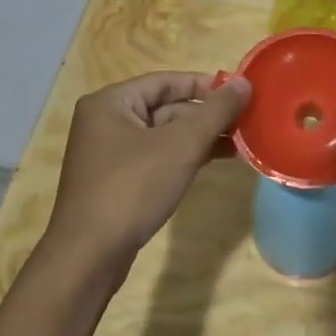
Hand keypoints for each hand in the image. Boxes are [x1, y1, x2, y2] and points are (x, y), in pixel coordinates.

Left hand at [45, 71, 251, 265]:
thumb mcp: (181, 145)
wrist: (90, 254)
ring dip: (200, 137)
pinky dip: (184, 156)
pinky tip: (214, 161)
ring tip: (240, 142)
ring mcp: (109, 153)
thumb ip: (215, 111)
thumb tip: (244, 83)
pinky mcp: (117, 180)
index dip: (205, 85)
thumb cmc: (133, 188)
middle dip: (206, 115)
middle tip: (246, 121)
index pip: (166, 81)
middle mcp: (105, 121)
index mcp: (111, 102)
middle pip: (165, 107)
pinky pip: (156, 157)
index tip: (241, 93)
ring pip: (163, 134)